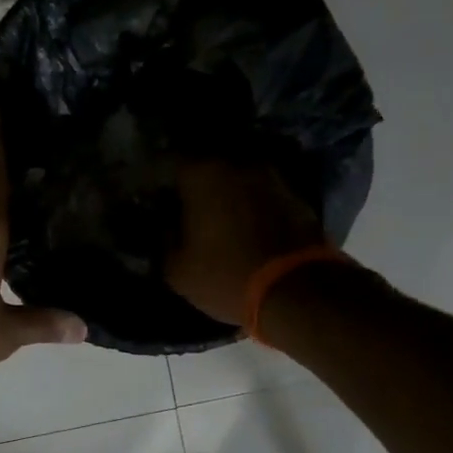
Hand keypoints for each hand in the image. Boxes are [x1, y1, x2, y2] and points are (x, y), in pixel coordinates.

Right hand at [165, 161, 330, 325]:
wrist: (298, 291)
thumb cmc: (226, 276)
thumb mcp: (178, 271)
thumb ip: (165, 241)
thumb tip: (169, 227)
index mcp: (201, 174)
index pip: (168, 161)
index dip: (158, 178)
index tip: (154, 196)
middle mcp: (237, 163)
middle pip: (206, 164)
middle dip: (194, 182)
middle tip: (184, 205)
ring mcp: (271, 176)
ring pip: (237, 177)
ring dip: (225, 192)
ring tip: (216, 216)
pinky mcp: (296, 195)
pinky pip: (260, 193)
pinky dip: (250, 203)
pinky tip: (244, 224)